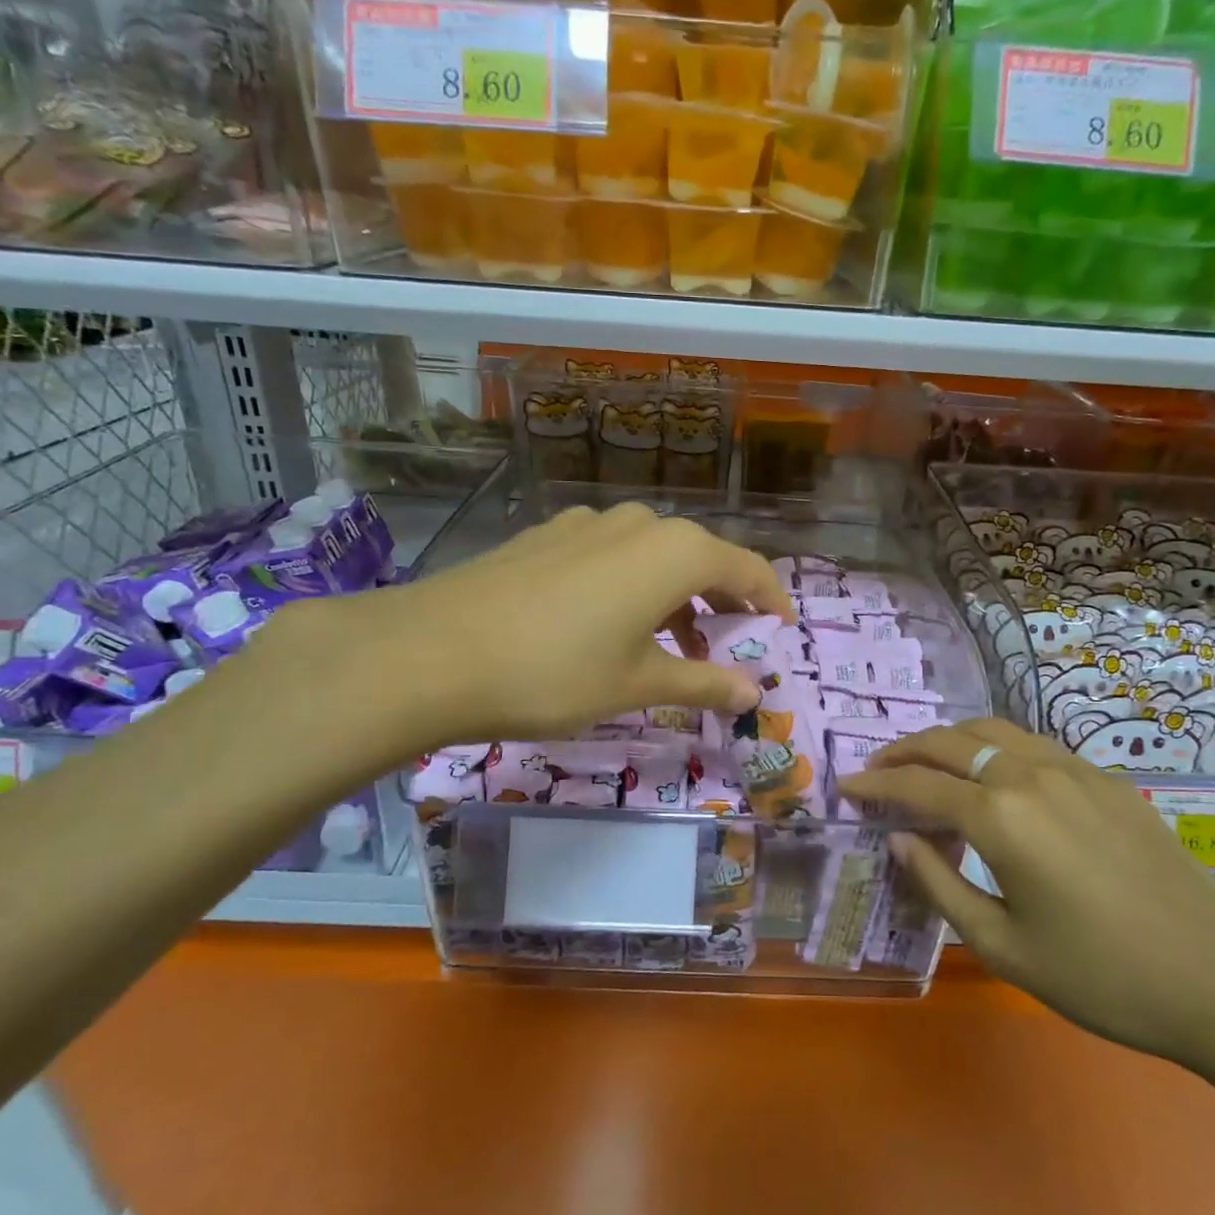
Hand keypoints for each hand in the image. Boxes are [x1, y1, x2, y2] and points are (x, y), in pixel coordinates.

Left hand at [250, 503, 793, 774]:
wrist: (433, 651)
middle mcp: (638, 523)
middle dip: (722, 600)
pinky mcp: (548, 535)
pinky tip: (610, 622)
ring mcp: (588, 523)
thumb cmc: (555, 672)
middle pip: (701, 556)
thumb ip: (702, 681)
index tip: (781, 629)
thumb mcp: (637, 684)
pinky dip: (633, 584)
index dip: (770, 598)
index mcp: (674, 551)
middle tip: (729, 643)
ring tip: (671, 643)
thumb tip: (755, 691)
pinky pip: (612, 554)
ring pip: (654, 554)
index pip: (746, 568)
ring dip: (676, 594)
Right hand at [842, 719, 1214, 1072]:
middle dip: (904, 751)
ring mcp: (1072, 768)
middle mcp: (1029, 774)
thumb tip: (902, 839)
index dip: (875, 784)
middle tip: (877, 771)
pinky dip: (992, 747)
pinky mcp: (1104, 778)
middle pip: (949, 741)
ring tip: (926, 765)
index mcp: (1000, 816)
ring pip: (991, 730)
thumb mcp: (1004, 947)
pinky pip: (1031, 744)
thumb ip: (941, 886)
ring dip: (948, 740)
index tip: (846, 788)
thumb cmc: (1102, 977)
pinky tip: (991, 776)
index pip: (917, 784)